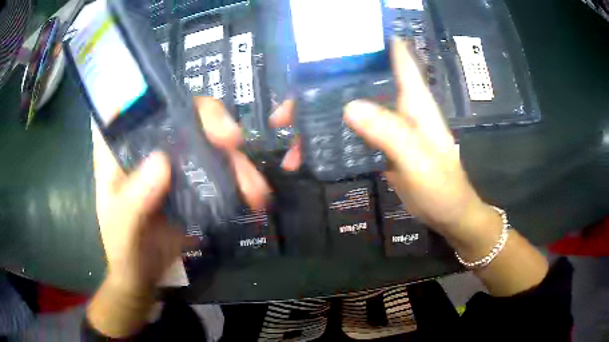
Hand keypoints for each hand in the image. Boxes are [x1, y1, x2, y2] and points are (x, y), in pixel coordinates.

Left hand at [93, 97, 270, 293]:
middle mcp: (147, 145)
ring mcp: (173, 159)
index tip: (172, 97)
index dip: (148, 91)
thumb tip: (162, 162)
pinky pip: (219, 167)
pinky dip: (239, 177)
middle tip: (232, 139)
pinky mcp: (193, 178)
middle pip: (179, 113)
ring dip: (234, 157)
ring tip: (254, 187)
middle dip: (209, 118)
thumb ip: (133, 200)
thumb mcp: (122, 227)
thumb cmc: (124, 248)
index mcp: (119, 149)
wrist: (146, 274)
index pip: (130, 106)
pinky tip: (254, 193)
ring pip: (207, 139)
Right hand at [270, 39, 488, 243]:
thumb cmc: (441, 186)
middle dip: (318, 93)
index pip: (393, 55)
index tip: (331, 44)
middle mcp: (397, 104)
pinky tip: (309, 156)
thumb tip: (348, 107)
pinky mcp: (379, 144)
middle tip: (284, 114)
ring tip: (290, 148)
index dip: (367, 43)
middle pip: (354, 85)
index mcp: (412, 98)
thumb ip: (389, 132)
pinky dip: (328, 143)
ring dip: (317, 124)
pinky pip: (349, 135)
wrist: (447, 213)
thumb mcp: (418, 160)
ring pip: (346, 111)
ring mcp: (387, 125)